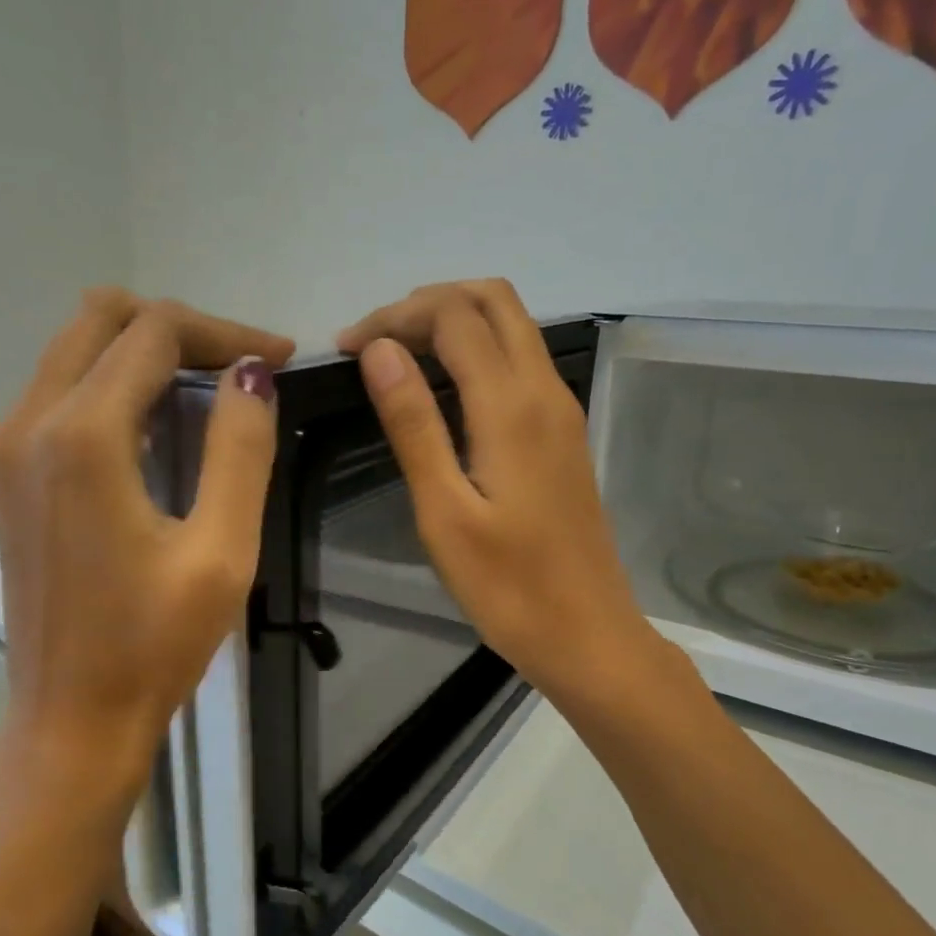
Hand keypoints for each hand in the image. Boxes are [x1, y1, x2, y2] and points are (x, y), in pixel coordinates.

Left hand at [0, 288, 292, 827]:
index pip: (154, 332)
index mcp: (82, 436)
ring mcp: (8, 447)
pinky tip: (161, 426)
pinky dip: (115, 384)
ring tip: (212, 391)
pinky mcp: (7, 475)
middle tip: (242, 367)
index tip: (281, 358)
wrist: (72, 720)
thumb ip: (240, 449)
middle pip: (102, 319)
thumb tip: (251, 373)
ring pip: (76, 349)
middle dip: (180, 329)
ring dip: (146, 352)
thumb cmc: (154, 645)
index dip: (224, 330)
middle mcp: (29, 422)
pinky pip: (60, 390)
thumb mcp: (221, 552)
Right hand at [338, 279, 653, 702]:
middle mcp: (544, 391)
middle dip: (428, 303)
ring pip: (512, 326)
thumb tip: (381, 350)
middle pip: (494, 300)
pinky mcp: (563, 434)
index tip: (346, 349)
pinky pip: (521, 361)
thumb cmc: (508, 588)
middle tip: (375, 342)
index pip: (453, 316)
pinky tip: (443, 389)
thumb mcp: (444, 512)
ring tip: (398, 357)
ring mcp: (561, 410)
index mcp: (512, 406)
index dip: (395, 316)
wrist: (588, 635)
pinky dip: (477, 351)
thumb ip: (414, 425)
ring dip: (455, 321)